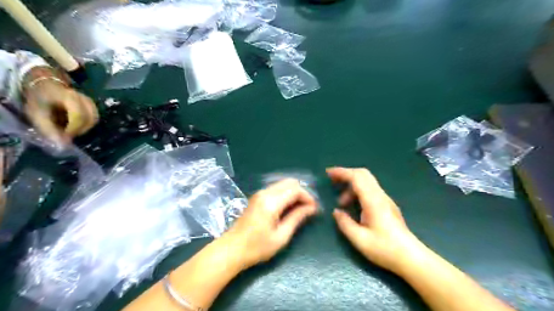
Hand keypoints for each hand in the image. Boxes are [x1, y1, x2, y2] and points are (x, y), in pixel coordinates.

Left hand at [24, 76, 96, 146]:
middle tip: (67, 135)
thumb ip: (49, 130)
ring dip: (85, 128)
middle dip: (80, 130)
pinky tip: (77, 126)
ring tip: (72, 130)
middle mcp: (83, 98)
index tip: (65, 137)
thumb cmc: (40, 100)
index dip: (74, 128)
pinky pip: (95, 118)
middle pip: (90, 119)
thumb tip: (63, 146)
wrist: (45, 85)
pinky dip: (88, 125)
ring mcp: (90, 101)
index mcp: (68, 97)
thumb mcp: (37, 114)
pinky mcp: (93, 105)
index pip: (79, 115)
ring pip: (94, 119)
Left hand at [224, 179, 317, 267]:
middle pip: (290, 182)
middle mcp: (265, 193)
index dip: (308, 197)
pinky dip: (286, 194)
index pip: (295, 189)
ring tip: (300, 209)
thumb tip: (311, 208)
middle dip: (302, 193)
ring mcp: (259, 193)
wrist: (232, 249)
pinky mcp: (257, 197)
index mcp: (271, 202)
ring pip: (283, 184)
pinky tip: (288, 207)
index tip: (314, 209)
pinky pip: (276, 189)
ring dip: (294, 193)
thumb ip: (297, 218)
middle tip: (308, 208)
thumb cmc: (257, 247)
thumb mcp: (281, 236)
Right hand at [328, 168, 425, 274]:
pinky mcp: (387, 205)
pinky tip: (353, 206)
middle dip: (346, 174)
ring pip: (366, 182)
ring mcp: (385, 200)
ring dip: (351, 187)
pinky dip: (357, 191)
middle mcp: (380, 196)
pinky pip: (370, 190)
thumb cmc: (385, 249)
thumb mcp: (359, 239)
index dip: (341, 172)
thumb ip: (345, 223)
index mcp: (373, 201)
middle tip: (332, 180)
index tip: (328, 173)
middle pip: (363, 174)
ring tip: (341, 203)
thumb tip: (336, 212)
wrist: (411, 258)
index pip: (357, 177)